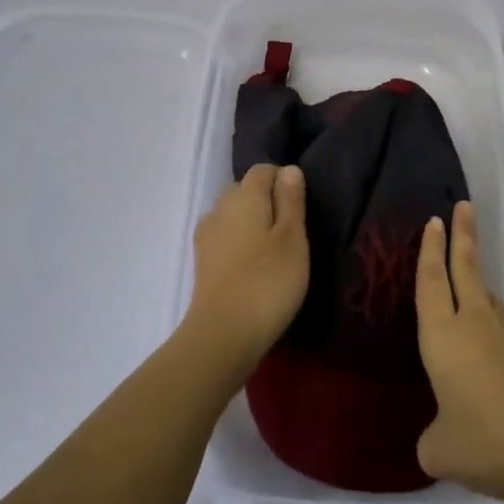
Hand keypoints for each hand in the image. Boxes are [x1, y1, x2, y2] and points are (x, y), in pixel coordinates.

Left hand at [183, 164, 309, 380]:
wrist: (222, 334)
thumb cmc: (268, 281)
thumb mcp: (293, 238)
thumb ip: (291, 200)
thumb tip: (288, 169)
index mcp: (244, 195)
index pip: (263, 170)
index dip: (284, 181)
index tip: (302, 208)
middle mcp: (220, 207)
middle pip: (245, 190)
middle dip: (267, 201)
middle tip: (292, 232)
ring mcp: (207, 235)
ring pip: (233, 215)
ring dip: (252, 224)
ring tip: (274, 251)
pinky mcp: (202, 261)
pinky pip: (225, 238)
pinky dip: (240, 244)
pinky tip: (253, 267)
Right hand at [415, 202, 503, 503]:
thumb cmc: (486, 441)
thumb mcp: (440, 451)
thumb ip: (431, 439)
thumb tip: (438, 438)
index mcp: (443, 336)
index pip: (431, 282)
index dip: (429, 251)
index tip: (433, 220)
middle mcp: (474, 325)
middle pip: (465, 269)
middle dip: (462, 236)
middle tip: (463, 205)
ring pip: (485, 296)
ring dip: (474, 276)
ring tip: (465, 270)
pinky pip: (498, 325)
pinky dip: (487, 316)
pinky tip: (484, 339)